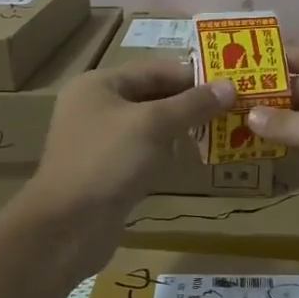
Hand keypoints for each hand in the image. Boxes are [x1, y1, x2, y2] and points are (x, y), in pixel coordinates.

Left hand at [21, 59, 234, 269]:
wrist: (67, 227)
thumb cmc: (107, 162)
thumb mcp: (153, 125)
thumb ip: (192, 104)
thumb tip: (231, 87)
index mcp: (98, 85)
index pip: (155, 70)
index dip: (193, 76)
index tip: (231, 85)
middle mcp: (95, 107)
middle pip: (152, 96)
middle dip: (190, 103)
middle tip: (232, 110)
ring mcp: (100, 142)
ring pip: (150, 126)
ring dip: (181, 128)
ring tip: (221, 131)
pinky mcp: (107, 172)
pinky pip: (144, 152)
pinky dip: (167, 153)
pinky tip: (192, 158)